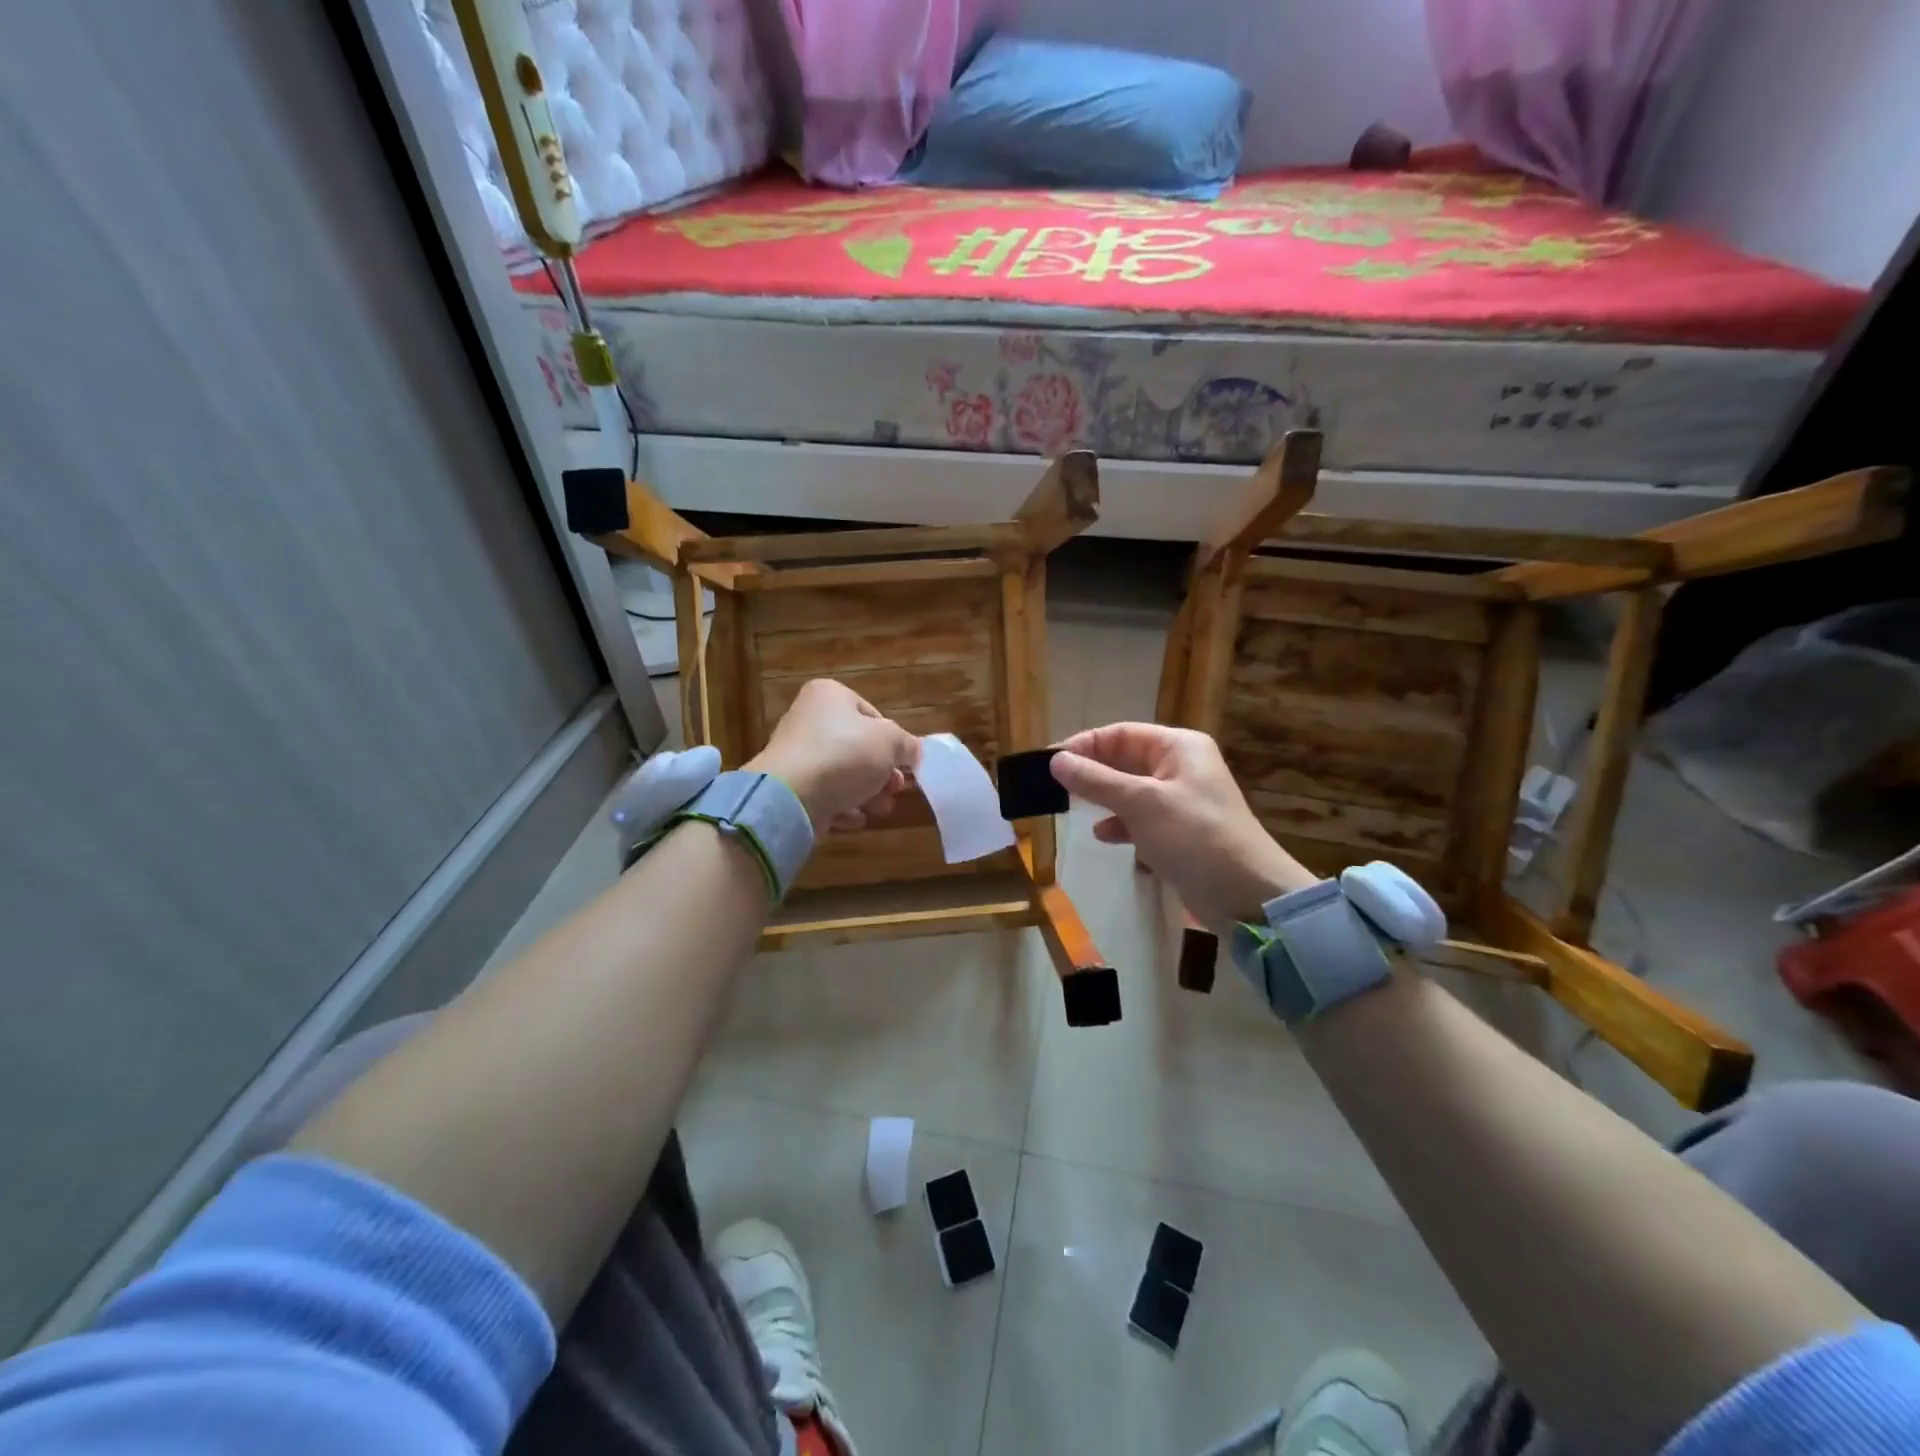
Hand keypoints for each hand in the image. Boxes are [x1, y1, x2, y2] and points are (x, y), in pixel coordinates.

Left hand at [748, 679, 920, 832]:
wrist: (791, 796)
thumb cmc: (845, 755)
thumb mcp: (890, 742)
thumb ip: (908, 744)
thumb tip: (915, 751)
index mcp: (829, 696)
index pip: (872, 716)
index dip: (893, 742)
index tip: (904, 765)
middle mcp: (808, 720)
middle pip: (858, 748)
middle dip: (882, 773)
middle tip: (896, 789)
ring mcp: (796, 755)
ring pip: (843, 774)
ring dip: (868, 793)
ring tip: (880, 808)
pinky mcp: (790, 787)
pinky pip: (824, 795)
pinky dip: (843, 807)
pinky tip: (855, 818)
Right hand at [1050, 723, 1317, 926]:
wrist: (1246, 894)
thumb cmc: (1194, 836)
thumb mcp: (1141, 804)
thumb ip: (1096, 781)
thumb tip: (1056, 761)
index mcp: (1178, 746)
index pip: (1121, 734)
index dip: (1084, 745)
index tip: (1049, 763)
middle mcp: (1181, 766)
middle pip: (1125, 760)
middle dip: (1091, 773)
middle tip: (1054, 788)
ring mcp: (1181, 800)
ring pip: (1130, 790)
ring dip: (1104, 799)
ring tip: (1073, 811)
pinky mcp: (1180, 831)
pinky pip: (1141, 818)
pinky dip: (1122, 824)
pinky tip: (1105, 837)